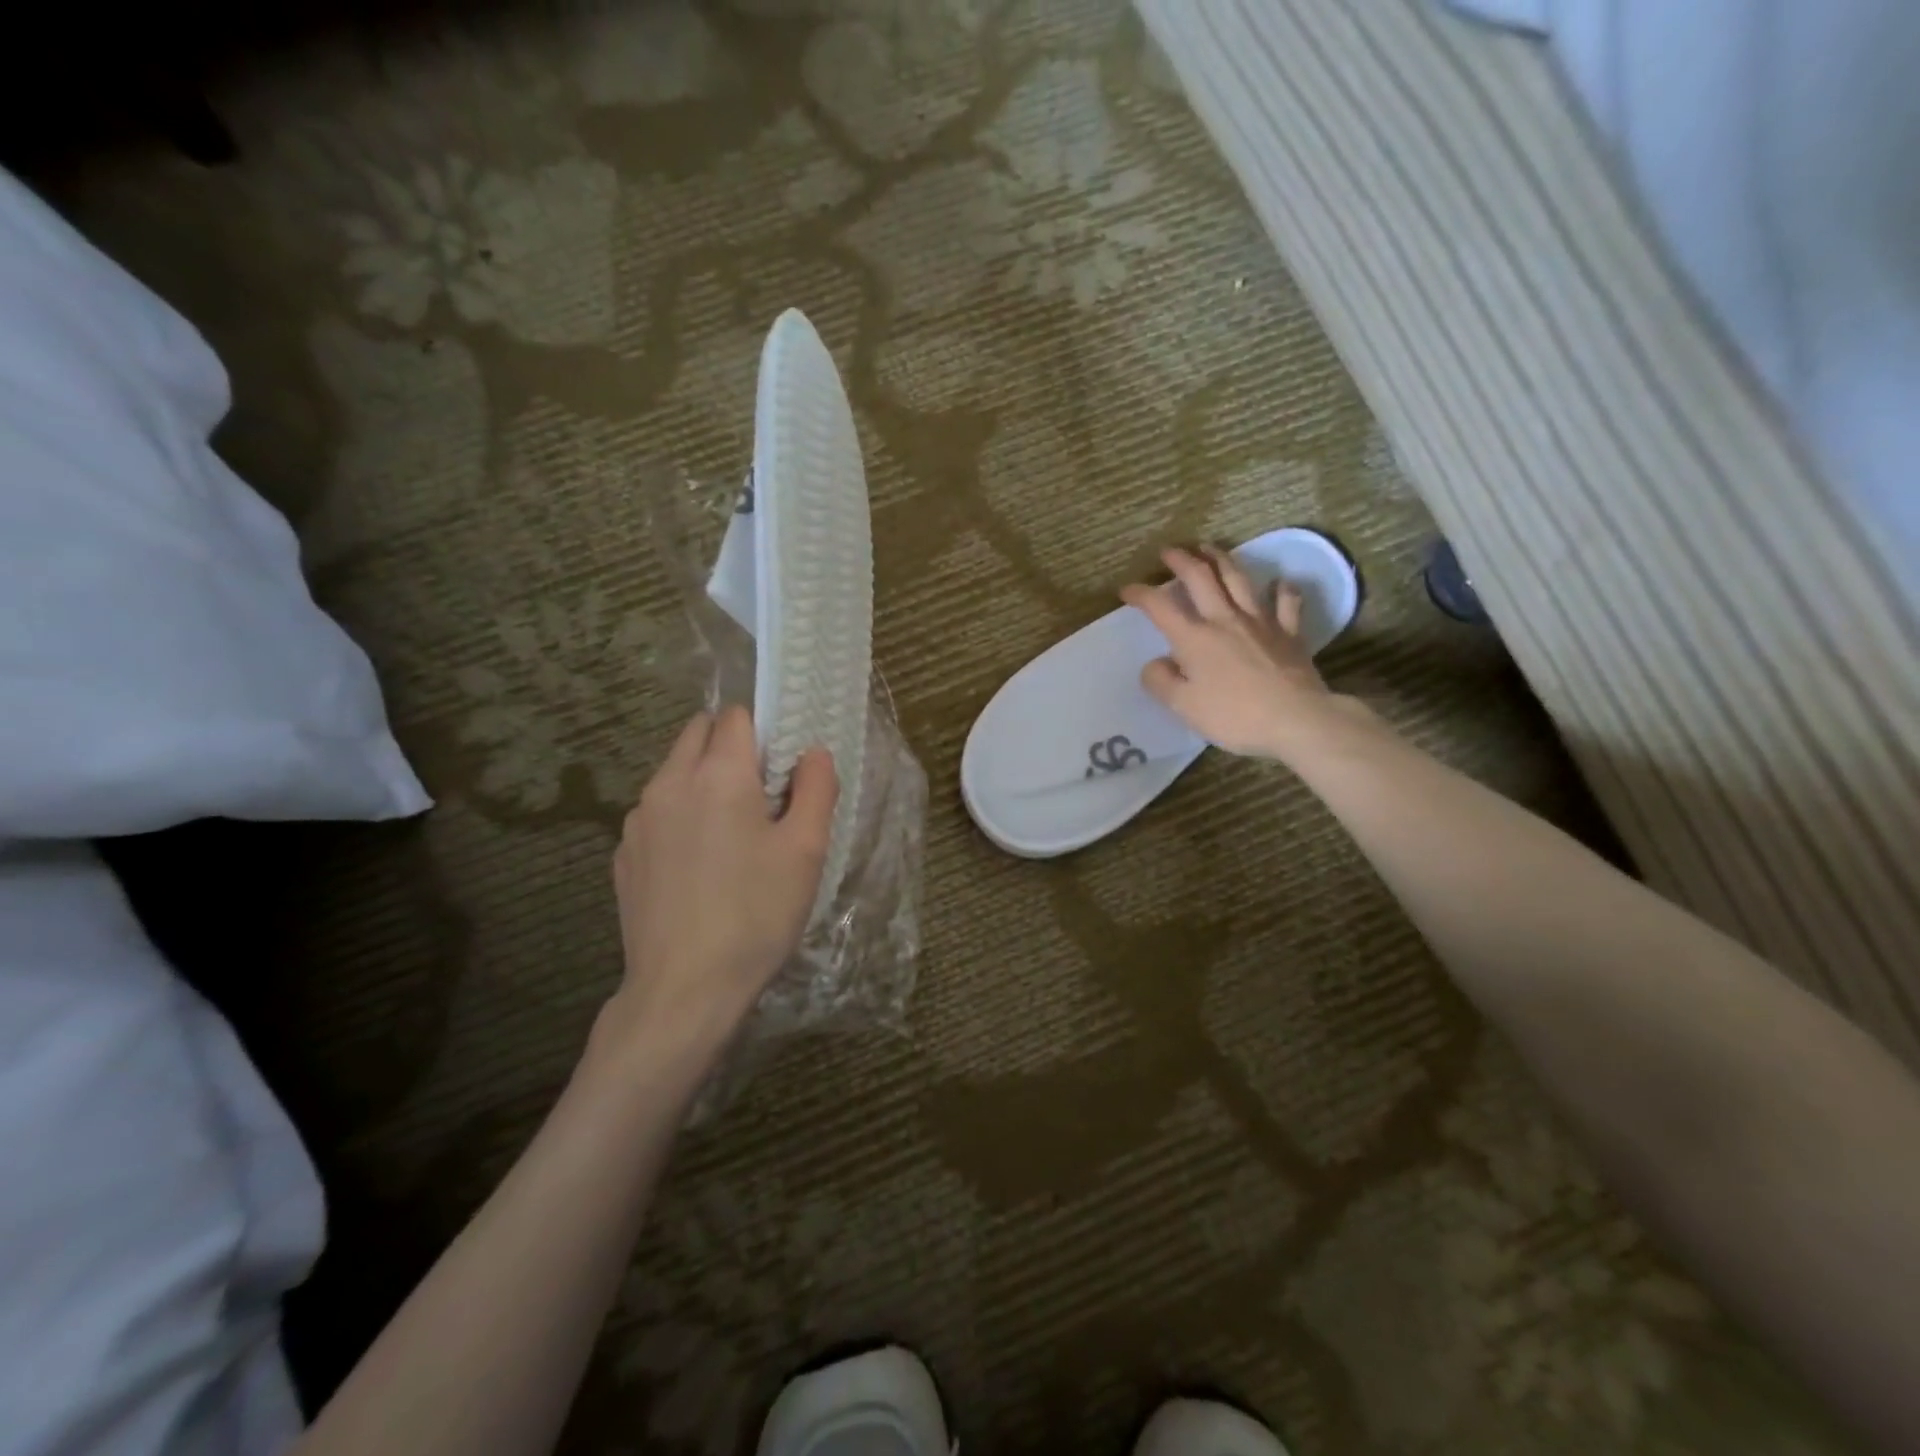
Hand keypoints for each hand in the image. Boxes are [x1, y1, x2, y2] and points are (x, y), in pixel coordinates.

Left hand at [600, 706, 836, 1073]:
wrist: (684, 990)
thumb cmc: (756, 915)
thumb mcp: (806, 851)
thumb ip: (816, 788)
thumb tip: (812, 752)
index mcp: (717, 775)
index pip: (736, 716)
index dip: (764, 733)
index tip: (782, 770)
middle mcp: (669, 782)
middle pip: (698, 733)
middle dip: (730, 747)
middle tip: (761, 798)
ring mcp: (638, 819)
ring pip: (674, 772)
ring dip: (703, 782)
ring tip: (730, 839)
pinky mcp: (623, 853)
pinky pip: (656, 812)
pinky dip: (680, 818)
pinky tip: (698, 870)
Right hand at [1121, 545, 1365, 759]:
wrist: (1296, 719)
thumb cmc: (1234, 716)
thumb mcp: (1183, 707)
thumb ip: (1161, 681)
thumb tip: (1155, 663)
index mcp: (1194, 638)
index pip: (1160, 606)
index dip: (1140, 594)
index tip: (1126, 590)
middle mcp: (1225, 619)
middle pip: (1200, 578)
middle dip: (1181, 560)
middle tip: (1168, 551)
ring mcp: (1261, 622)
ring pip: (1238, 579)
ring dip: (1221, 558)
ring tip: (1209, 548)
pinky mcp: (1289, 633)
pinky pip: (1287, 603)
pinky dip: (1281, 589)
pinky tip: (1279, 583)